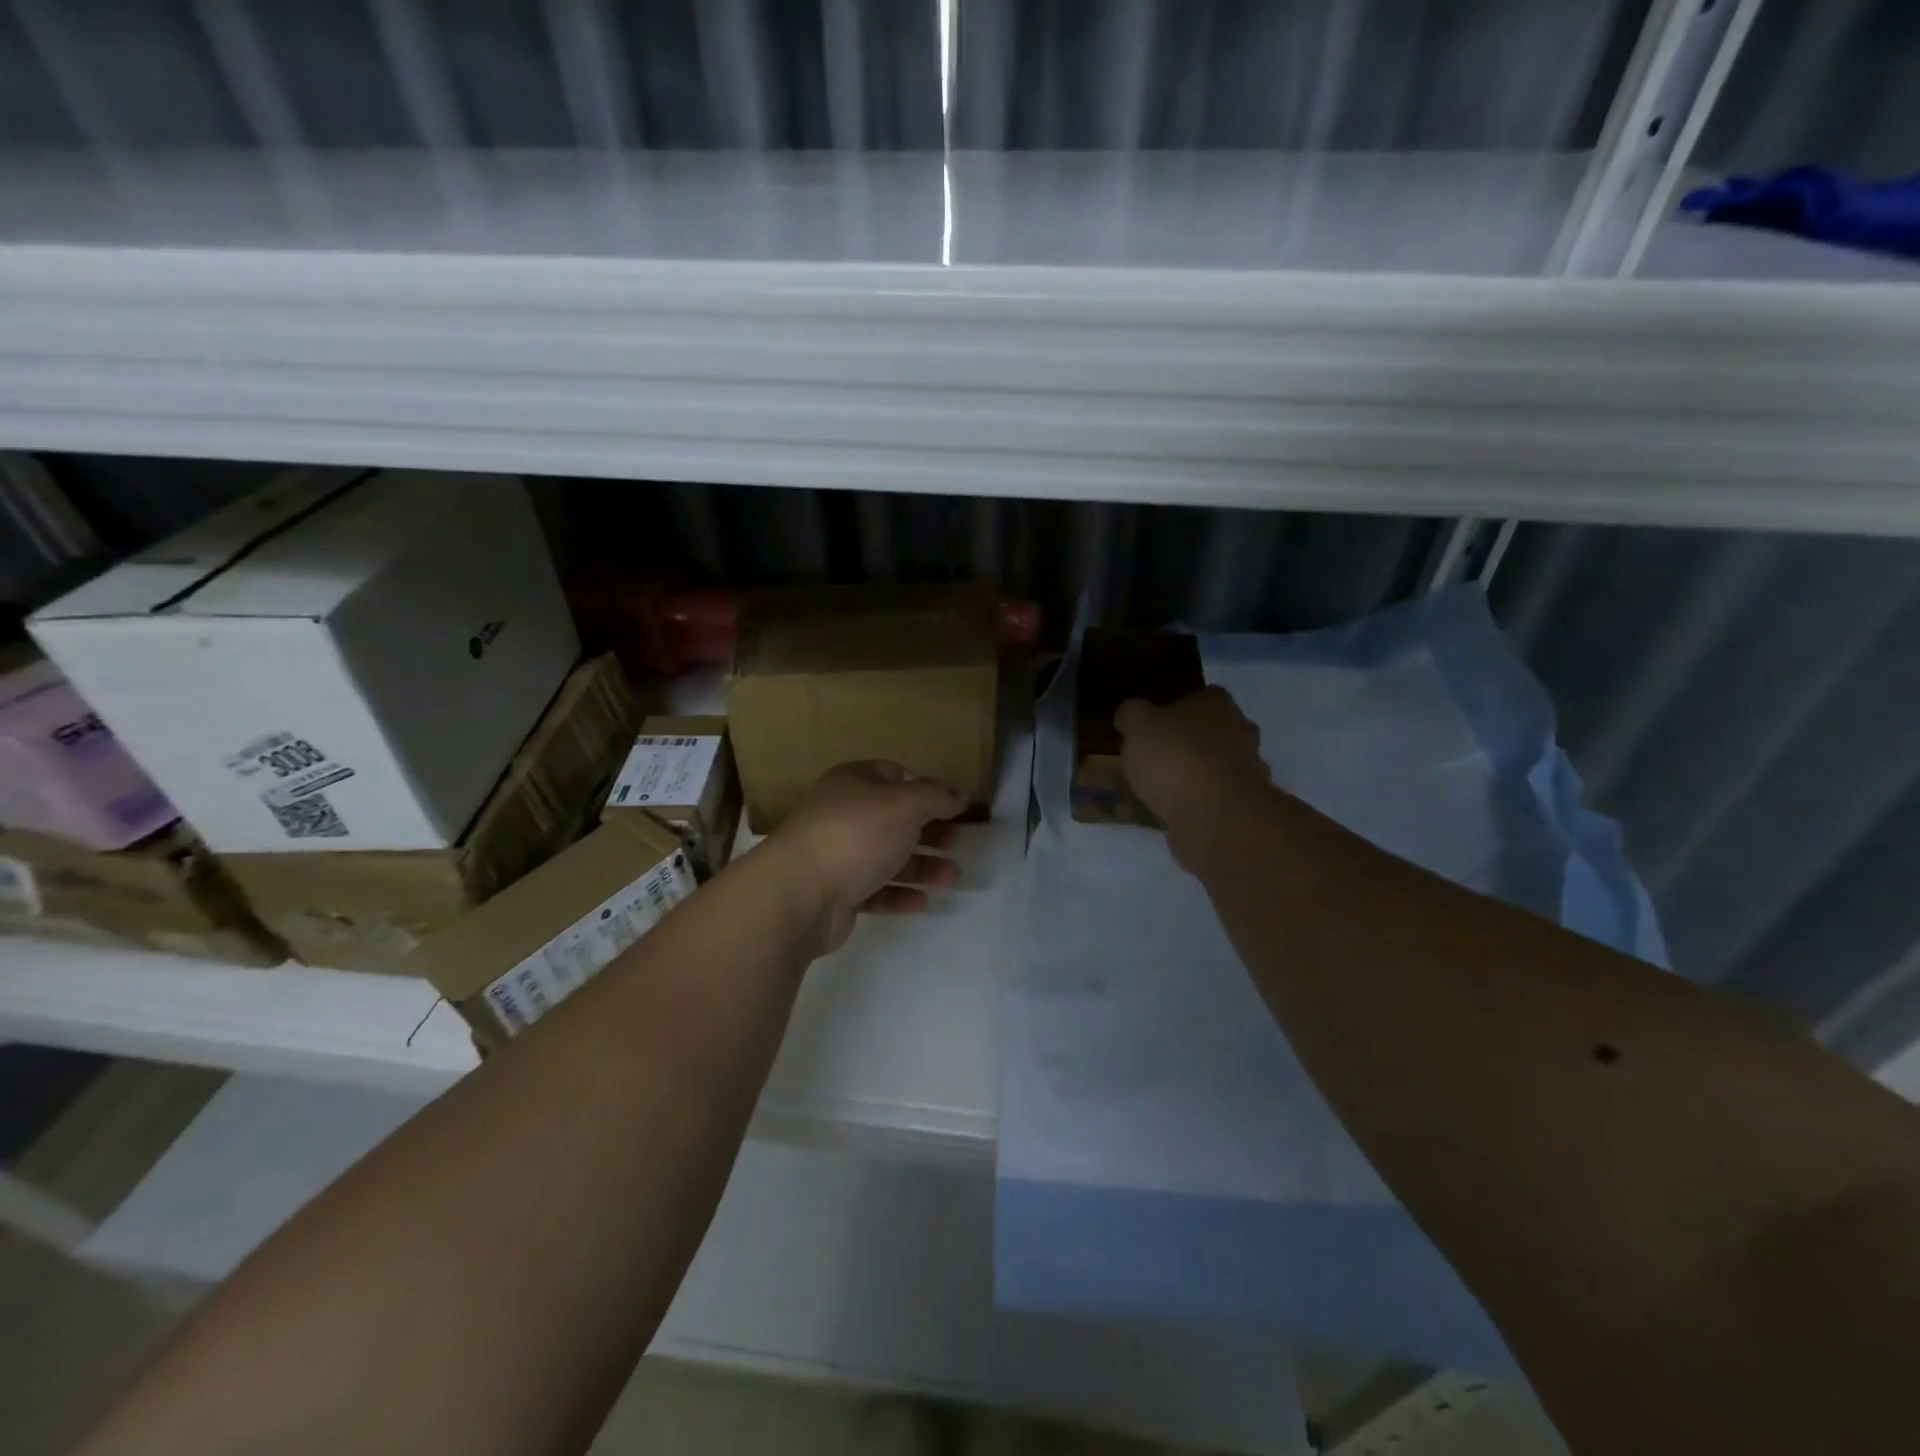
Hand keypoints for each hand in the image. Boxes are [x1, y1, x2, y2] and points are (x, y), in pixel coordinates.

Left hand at [765, 762, 964, 953]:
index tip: (954, 806)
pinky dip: (900, 893)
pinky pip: (875, 890)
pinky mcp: (837, 893)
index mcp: (853, 783)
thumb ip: (937, 797)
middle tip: (958, 842)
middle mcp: (843, 814)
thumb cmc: (856, 835)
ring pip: (887, 856)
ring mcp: (838, 854)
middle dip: (929, 831)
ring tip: (953, 877)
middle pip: (894, 819)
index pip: (894, 775)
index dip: (926, 787)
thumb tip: (960, 794)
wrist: (800, 893)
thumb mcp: (905, 805)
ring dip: (922, 865)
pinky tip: (924, 901)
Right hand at [1114, 687, 1269, 865]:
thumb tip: (1130, 715)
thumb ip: (1131, 715)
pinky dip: (1201, 801)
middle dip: (1189, 742)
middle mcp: (1241, 729)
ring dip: (1196, 774)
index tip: (1154, 727)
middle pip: (1212, 731)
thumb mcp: (1137, 725)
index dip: (1175, 710)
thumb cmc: (1174, 757)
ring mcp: (1248, 768)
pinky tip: (1177, 810)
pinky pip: (1216, 796)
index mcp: (1217, 703)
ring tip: (1162, 789)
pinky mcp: (1245, 803)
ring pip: (1216, 765)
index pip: (1200, 697)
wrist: (1213, 813)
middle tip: (1156, 757)